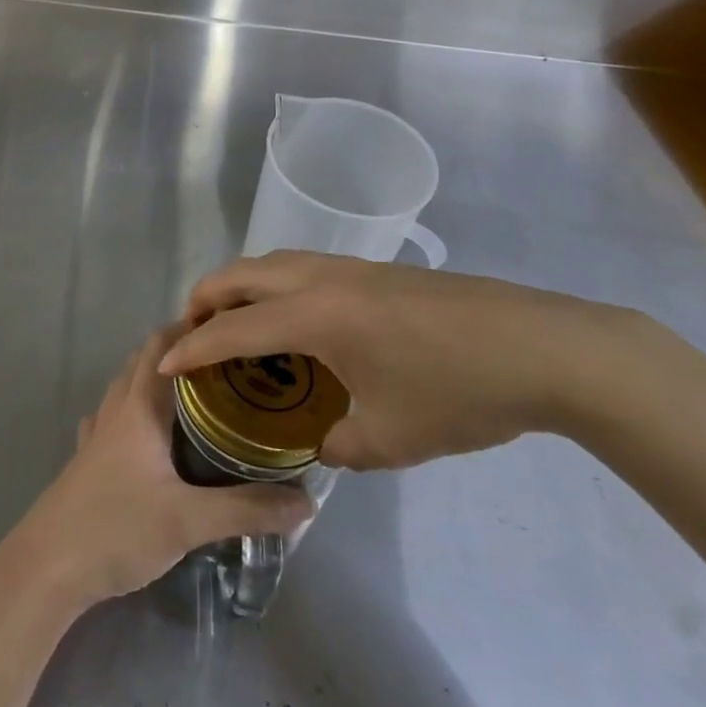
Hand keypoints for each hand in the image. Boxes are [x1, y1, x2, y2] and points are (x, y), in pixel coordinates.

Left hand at [10, 328, 313, 609]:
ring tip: (196, 396)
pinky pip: (114, 421)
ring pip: (126, 390)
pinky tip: (151, 436)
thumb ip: (246, 509)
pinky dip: (135, 414)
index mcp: (137, 408)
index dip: (189, 329)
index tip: (229, 328)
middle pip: (142, 363)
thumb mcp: (188, 521)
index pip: (160, 347)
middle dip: (179, 354)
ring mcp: (96, 436)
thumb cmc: (116, 528)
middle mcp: (115, 411)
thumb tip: (306, 500)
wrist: (48, 567)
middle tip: (224, 365)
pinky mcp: (87, 462)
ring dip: (155, 382)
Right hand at [160, 251, 670, 469]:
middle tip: (192, 336)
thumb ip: (337, 443)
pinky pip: (299, 268)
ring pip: (270, 263)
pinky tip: (293, 323)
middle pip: (240, 274)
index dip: (191, 348)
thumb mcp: (390, 438)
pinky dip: (272, 286)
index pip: (232, 328)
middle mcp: (320, 278)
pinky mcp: (374, 270)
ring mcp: (349, 268)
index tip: (162, 365)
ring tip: (235, 326)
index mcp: (314, 315)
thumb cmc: (460, 393)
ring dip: (239, 287)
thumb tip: (316, 441)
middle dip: (204, 300)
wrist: (543, 347)